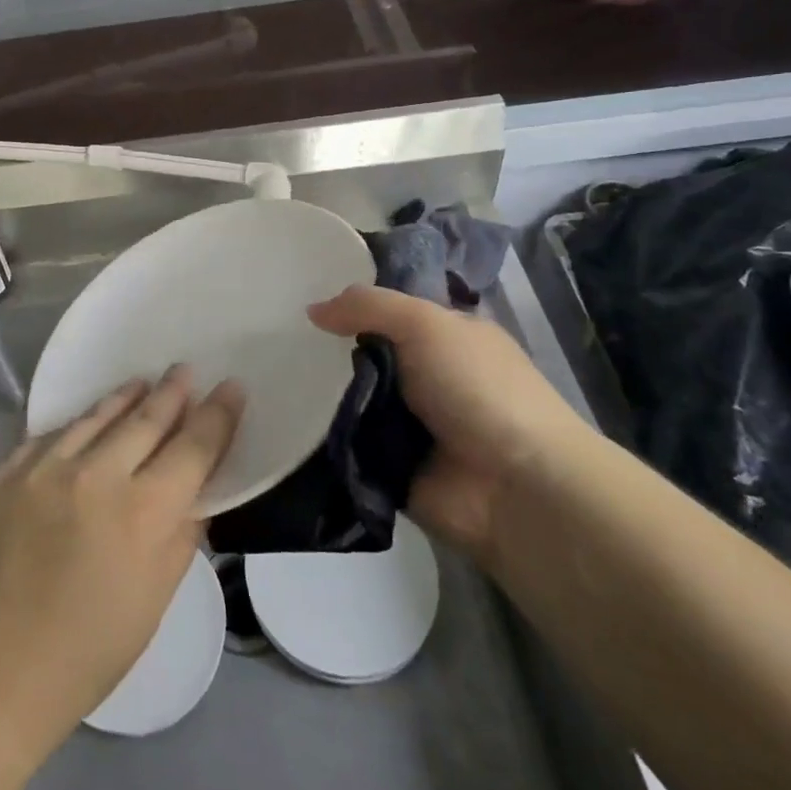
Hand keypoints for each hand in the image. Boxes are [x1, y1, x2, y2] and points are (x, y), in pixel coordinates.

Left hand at [0, 367, 243, 759]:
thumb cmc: (85, 654)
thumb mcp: (154, 601)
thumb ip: (181, 535)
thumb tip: (196, 490)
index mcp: (142, 513)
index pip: (193, 446)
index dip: (217, 414)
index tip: (230, 387)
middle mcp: (95, 475)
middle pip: (145, 419)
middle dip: (172, 393)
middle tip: (185, 370)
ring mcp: (42, 467)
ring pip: (95, 417)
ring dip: (125, 398)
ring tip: (143, 383)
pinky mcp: (2, 471)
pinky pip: (49, 436)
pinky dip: (76, 427)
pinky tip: (84, 424)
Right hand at [308, 286, 591, 558]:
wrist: (516, 489)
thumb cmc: (477, 389)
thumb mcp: (425, 325)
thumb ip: (368, 306)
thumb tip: (312, 310)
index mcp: (447, 337)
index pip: (389, 312)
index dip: (352, 305)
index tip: (304, 300)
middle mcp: (429, 377)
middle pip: (364, 355)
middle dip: (328, 352)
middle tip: (281, 344)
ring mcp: (410, 424)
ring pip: (351, 398)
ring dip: (322, 394)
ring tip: (274, 381)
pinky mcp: (391, 466)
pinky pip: (347, 443)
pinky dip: (325, 436)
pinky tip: (290, 420)